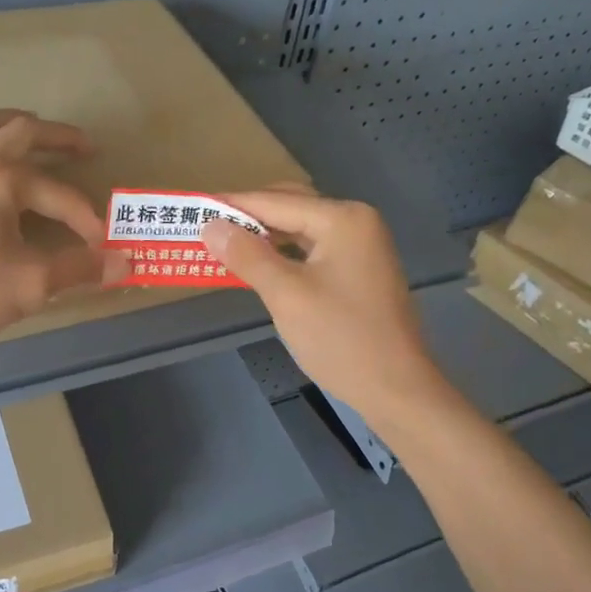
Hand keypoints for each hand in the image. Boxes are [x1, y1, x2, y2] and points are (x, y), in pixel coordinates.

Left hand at [0, 110, 127, 353]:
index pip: (59, 194)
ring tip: (19, 127)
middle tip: (82, 146)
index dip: (86, 219)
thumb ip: (80, 268)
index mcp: (0, 178)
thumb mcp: (31, 284)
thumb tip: (125, 262)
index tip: (104, 248)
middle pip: (17, 132)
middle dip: (55, 137)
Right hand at [202, 190, 440, 419]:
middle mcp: (356, 222)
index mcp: (343, 219)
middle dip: (249, 218)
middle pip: (290, 207)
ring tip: (225, 247)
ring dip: (265, 237)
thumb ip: (247, 255)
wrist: (397, 389)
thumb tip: (210, 225)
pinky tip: (260, 266)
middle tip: (207, 229)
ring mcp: (361, 247)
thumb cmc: (341, 339)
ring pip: (301, 230)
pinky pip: (312, 251)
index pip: (275, 202)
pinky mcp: (359, 271)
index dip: (232, 205)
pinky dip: (284, 254)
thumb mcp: (286, 295)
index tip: (193, 208)